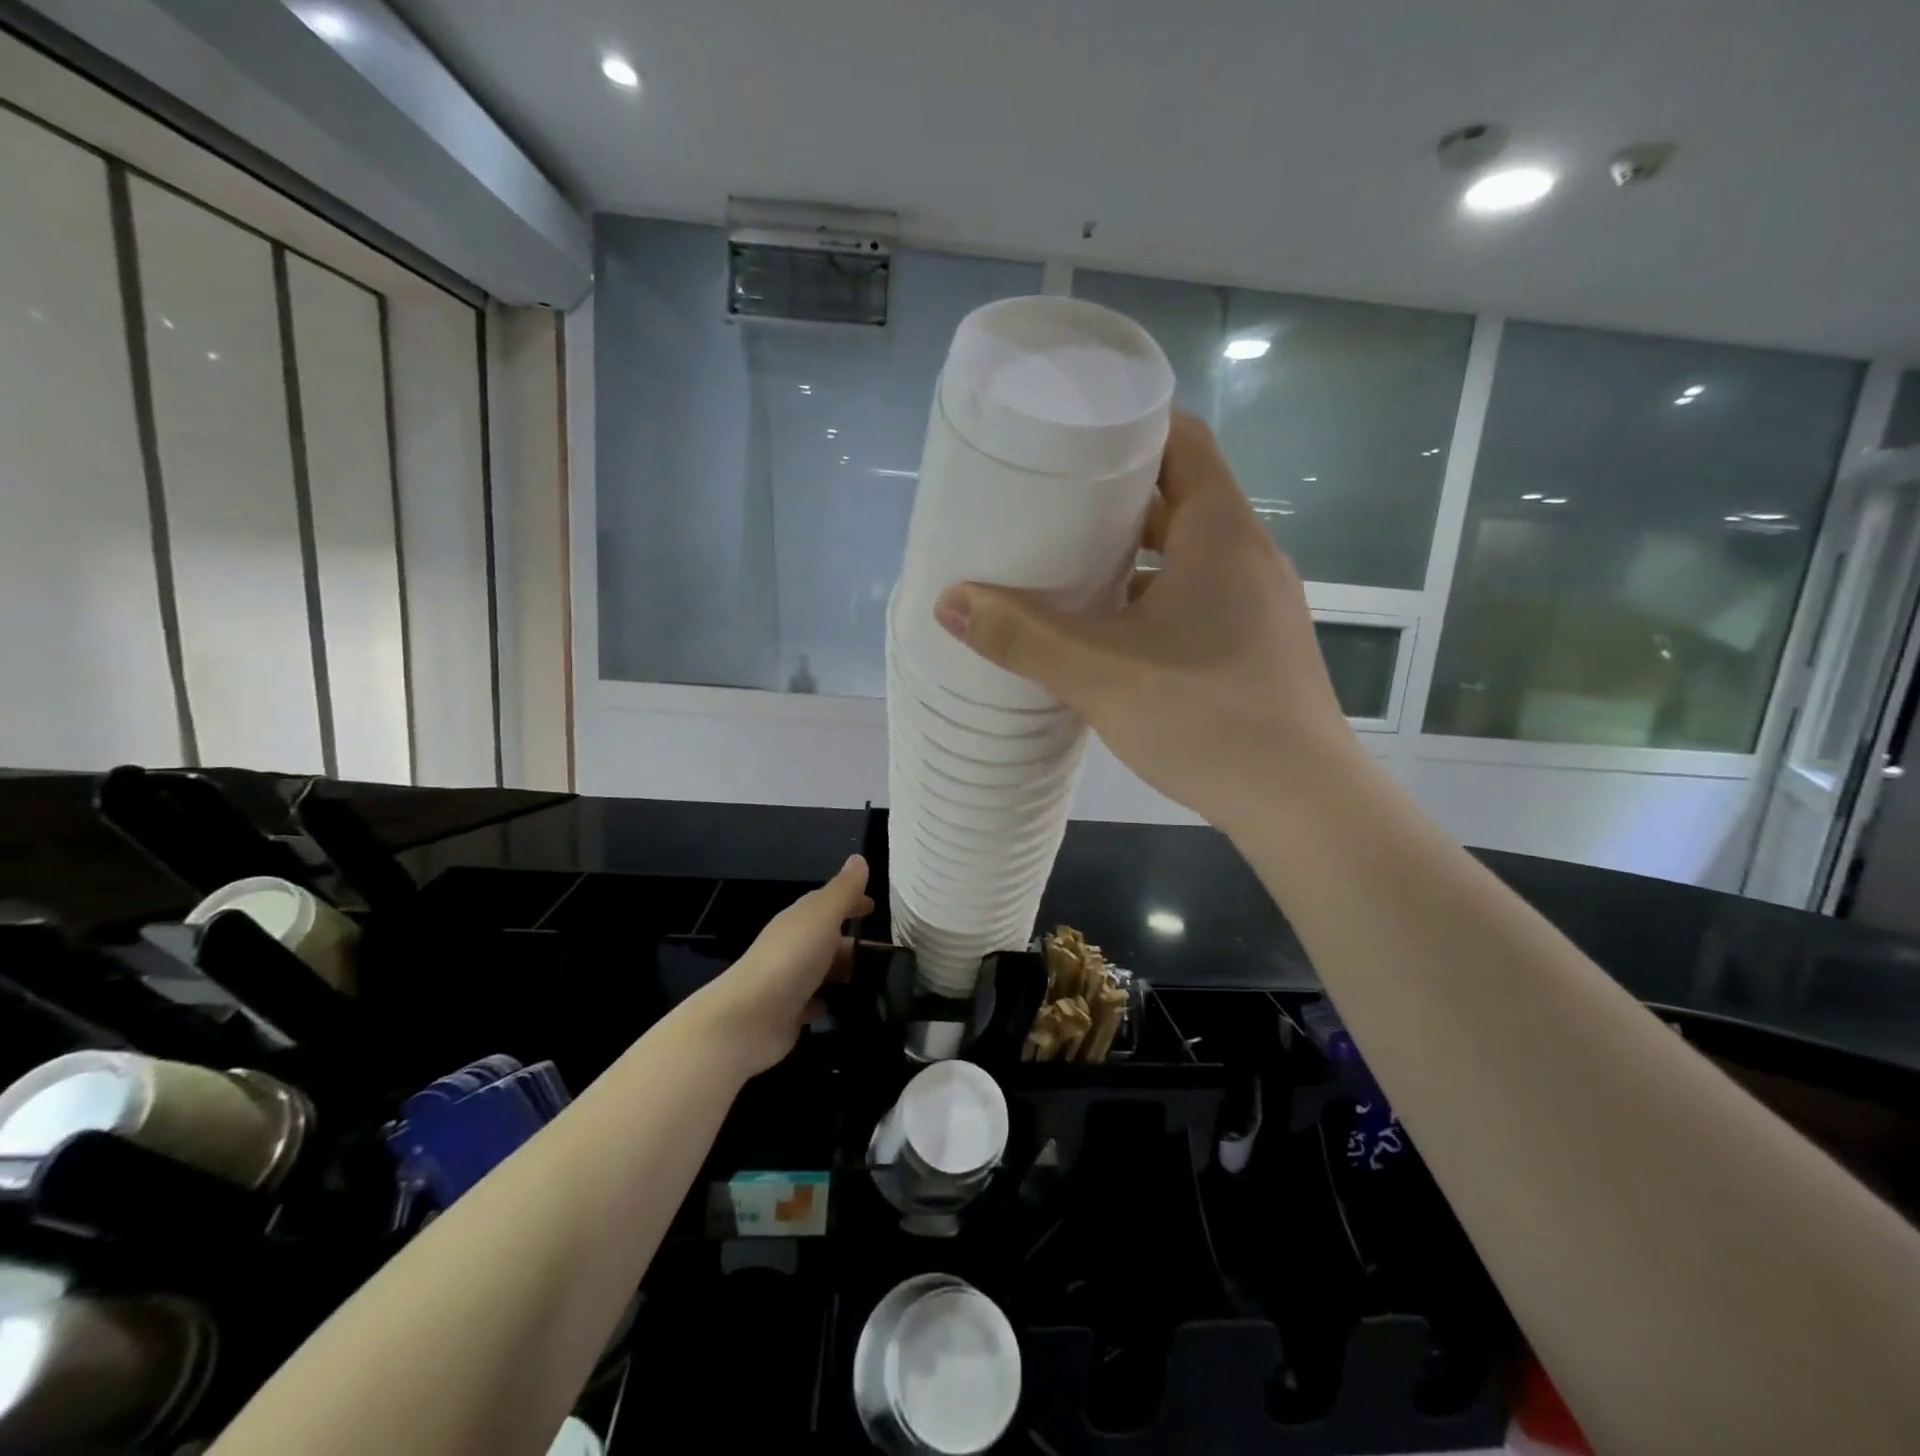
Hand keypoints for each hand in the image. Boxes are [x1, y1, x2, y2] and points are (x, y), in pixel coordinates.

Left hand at [686, 856, 873, 1075]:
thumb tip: (859, 858)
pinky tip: (849, 1005)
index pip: (828, 904)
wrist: (748, 1020)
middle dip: (855, 942)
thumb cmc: (790, 959)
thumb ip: (843, 891)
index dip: (851, 902)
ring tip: (881, 981)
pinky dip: (831, 1000)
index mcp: (800, 920)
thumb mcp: (822, 917)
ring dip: (846, 972)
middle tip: (889, 953)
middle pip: (828, 939)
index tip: (875, 907)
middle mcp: (794, 946)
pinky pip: (816, 1002)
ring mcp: (790, 982)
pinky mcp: (790, 1015)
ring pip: (824, 970)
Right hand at [932, 411, 1359, 830]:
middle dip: (1115, 497)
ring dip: (1134, 555)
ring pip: (1188, 553)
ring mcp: (1259, 602)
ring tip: (1070, 568)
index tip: (1070, 438)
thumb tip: (948, 601)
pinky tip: (1112, 634)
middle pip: (1179, 495)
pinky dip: (1154, 598)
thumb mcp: (1100, 674)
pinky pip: (1199, 596)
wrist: (1302, 803)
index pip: (1182, 438)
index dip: (1128, 426)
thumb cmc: (1205, 717)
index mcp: (1221, 532)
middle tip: (1049, 507)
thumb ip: (1022, 636)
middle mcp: (1248, 554)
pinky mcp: (1257, 644)